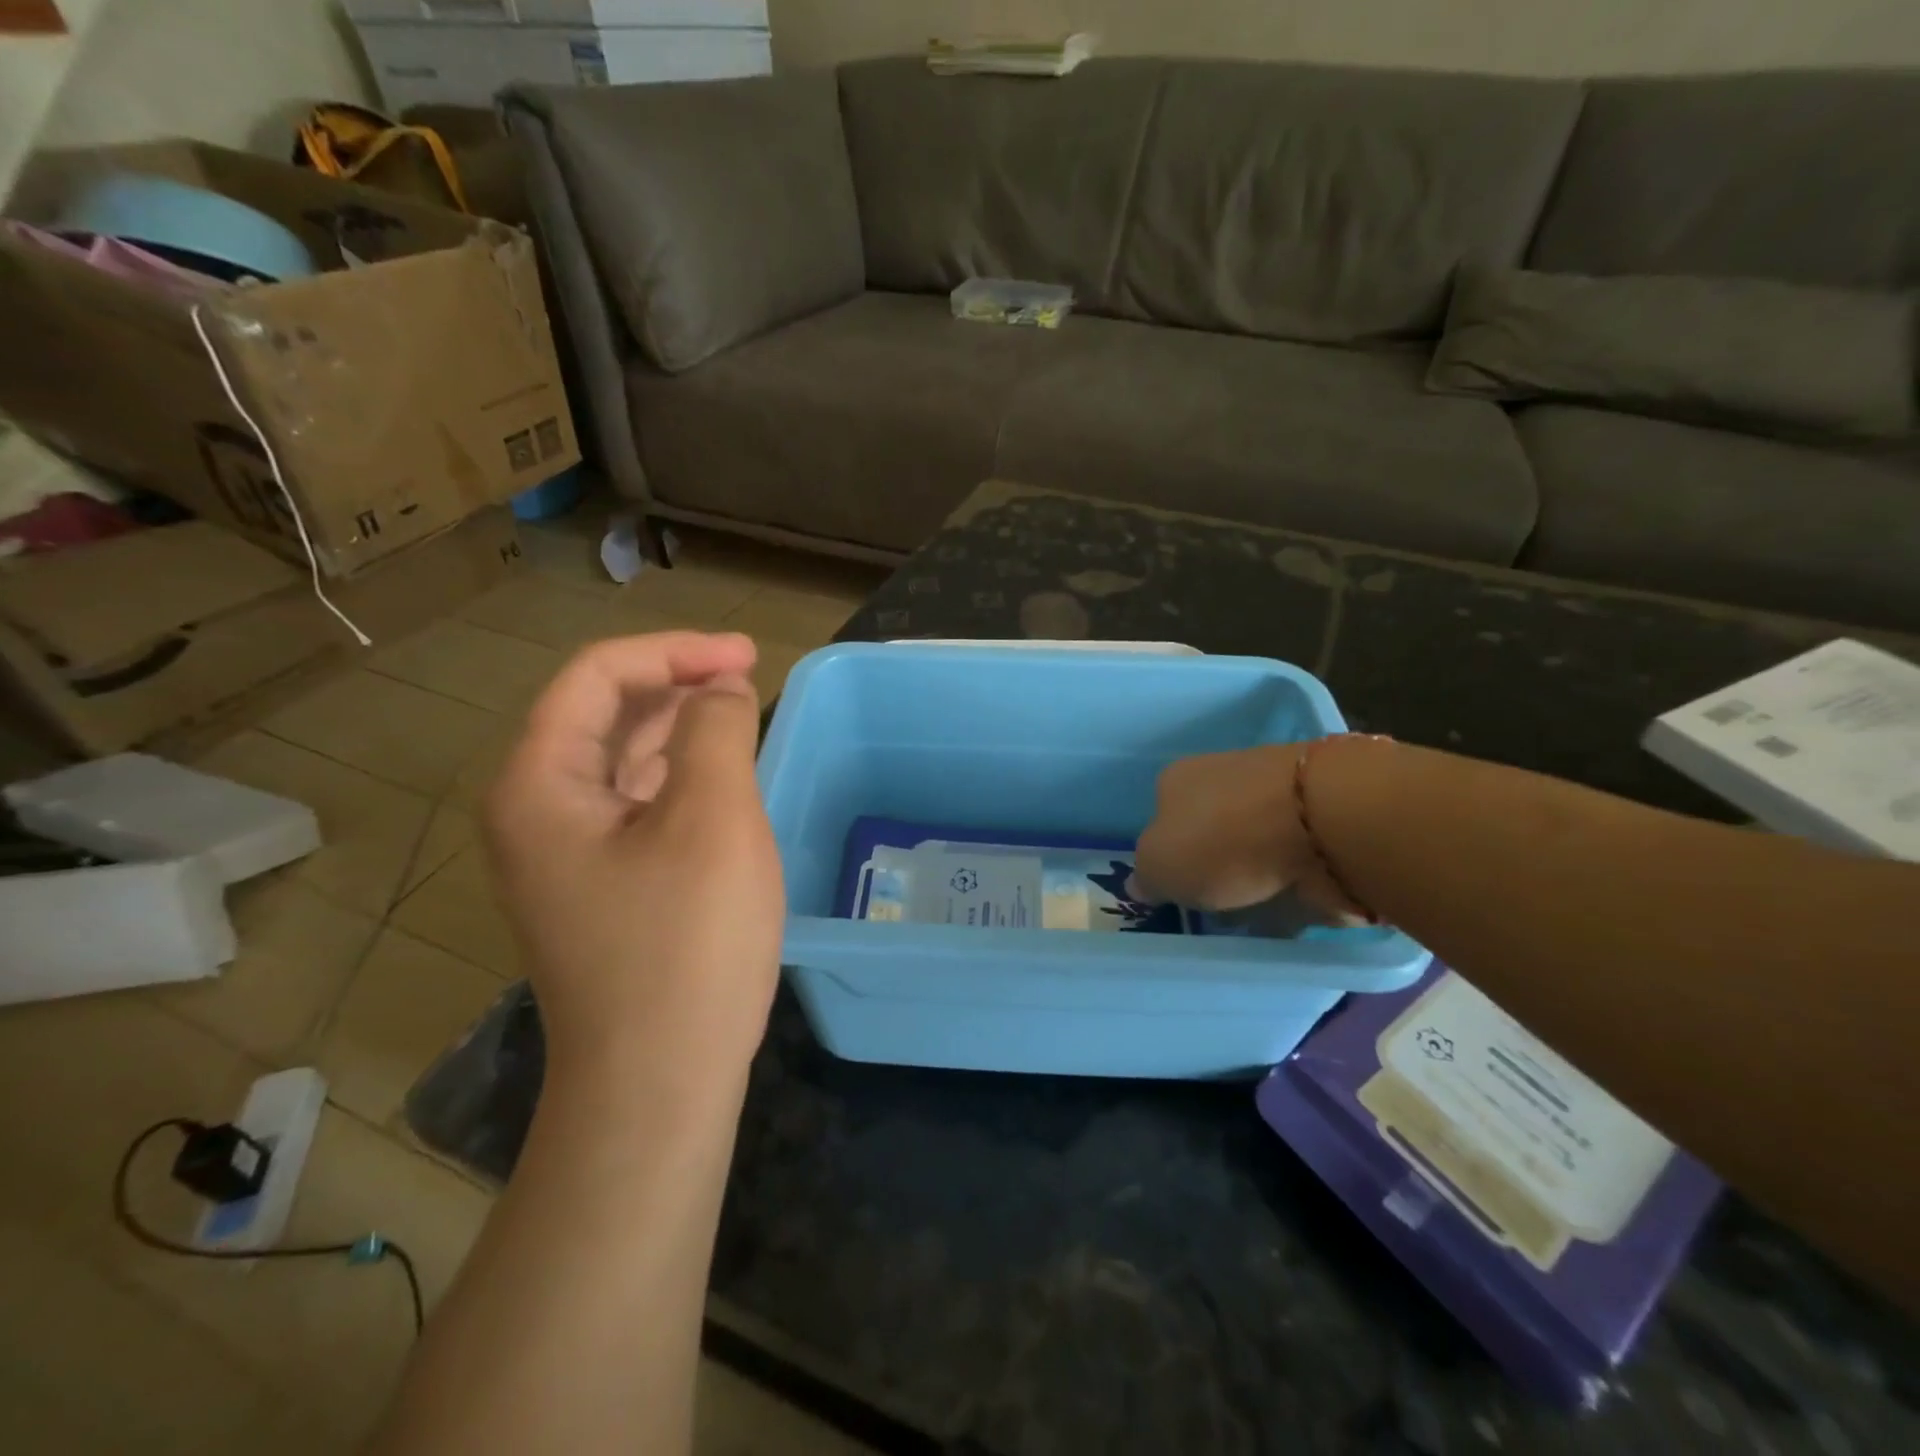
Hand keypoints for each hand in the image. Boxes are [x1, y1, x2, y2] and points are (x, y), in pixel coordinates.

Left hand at [483, 633, 784, 1090]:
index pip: (597, 677)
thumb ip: (715, 730)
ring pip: (620, 759)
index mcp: (540, 784)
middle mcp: (536, 811)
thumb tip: (720, 691)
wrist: (659, 1082)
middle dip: (676, 683)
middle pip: (601, 713)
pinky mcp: (601, 885)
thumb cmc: (685, 944)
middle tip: (749, 676)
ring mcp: (565, 854)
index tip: (747, 657)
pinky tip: (718, 775)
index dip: (674, 652)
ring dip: (678, 726)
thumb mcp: (712, 819)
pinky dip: (677, 775)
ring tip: (739, 712)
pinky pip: (635, 804)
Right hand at [1133, 743, 1365, 918]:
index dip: (1168, 852)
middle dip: (1215, 861)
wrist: (1322, 821)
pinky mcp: (1321, 812)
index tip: (1178, 886)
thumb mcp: (1159, 867)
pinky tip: (1294, 900)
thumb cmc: (1222, 840)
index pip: (1162, 815)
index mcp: (1177, 778)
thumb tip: (1141, 883)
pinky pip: (1296, 853)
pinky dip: (1294, 876)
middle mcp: (1224, 773)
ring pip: (1255, 839)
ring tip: (1259, 908)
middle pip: (1211, 826)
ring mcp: (1276, 790)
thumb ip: (1146, 877)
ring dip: (1257, 870)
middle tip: (1219, 902)